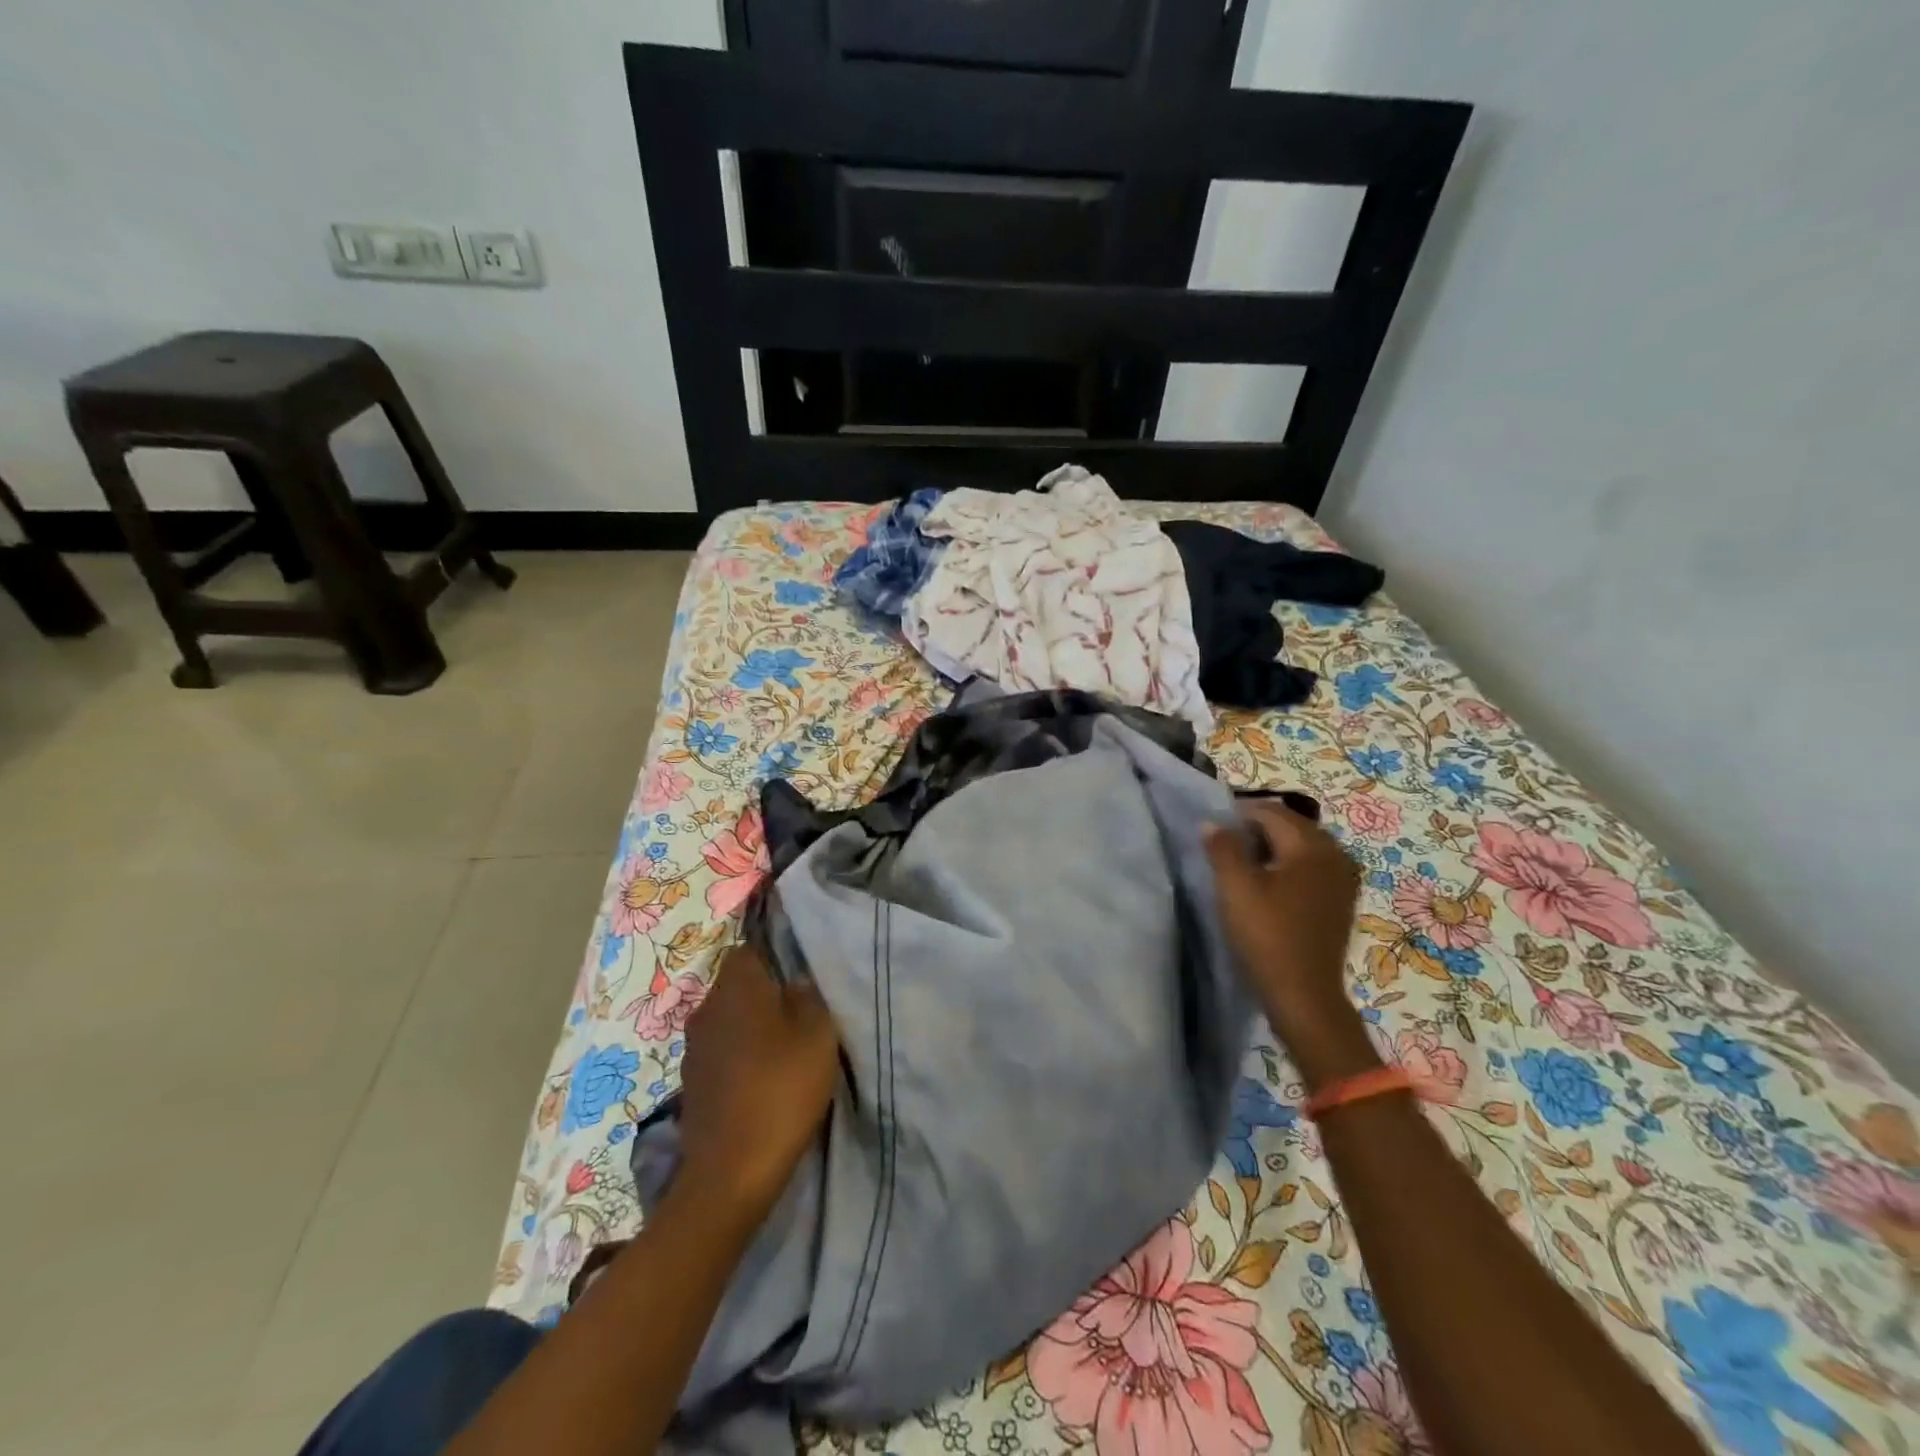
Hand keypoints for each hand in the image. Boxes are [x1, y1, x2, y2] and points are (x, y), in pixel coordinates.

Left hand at [676, 945, 840, 1219]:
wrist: (731, 1171)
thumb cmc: (781, 1088)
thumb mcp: (818, 1034)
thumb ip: (809, 997)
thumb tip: (794, 983)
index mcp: (736, 987)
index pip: (749, 951)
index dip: (774, 958)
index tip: (799, 979)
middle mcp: (706, 1009)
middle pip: (737, 988)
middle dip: (764, 996)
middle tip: (798, 1017)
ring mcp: (693, 1050)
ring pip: (727, 1023)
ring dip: (750, 1031)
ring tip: (782, 1053)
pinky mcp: (690, 1085)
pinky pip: (719, 1056)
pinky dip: (738, 1062)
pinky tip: (761, 1084)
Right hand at [1204, 802, 1380, 1088]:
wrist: (1303, 994)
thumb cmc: (1267, 935)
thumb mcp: (1235, 888)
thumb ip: (1223, 848)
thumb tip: (1213, 823)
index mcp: (1311, 846)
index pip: (1271, 812)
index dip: (1239, 812)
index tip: (1213, 825)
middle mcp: (1335, 854)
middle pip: (1291, 825)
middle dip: (1257, 827)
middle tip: (1225, 842)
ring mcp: (1343, 879)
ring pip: (1302, 846)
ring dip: (1273, 846)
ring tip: (1243, 862)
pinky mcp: (1341, 900)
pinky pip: (1312, 866)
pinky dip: (1289, 865)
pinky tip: (1269, 883)